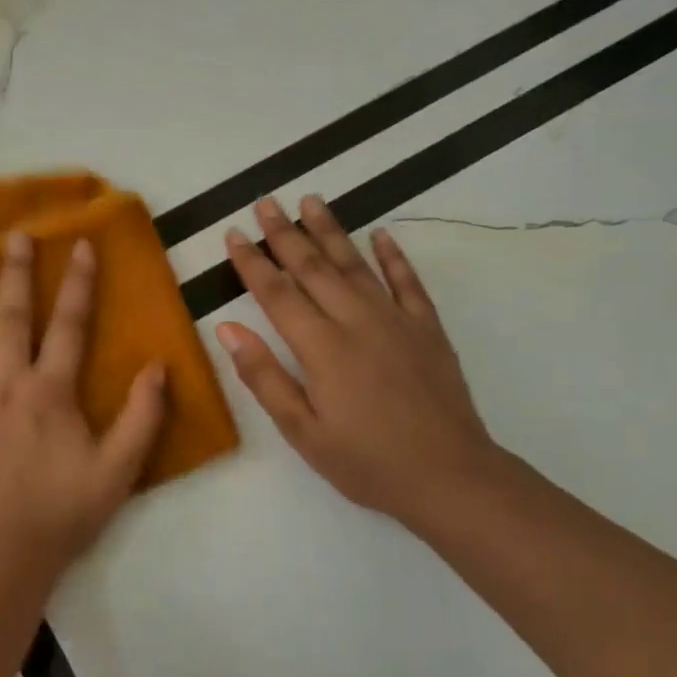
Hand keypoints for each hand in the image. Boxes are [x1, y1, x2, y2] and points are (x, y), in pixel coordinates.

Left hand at [0, 230, 168, 579]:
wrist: (1, 556)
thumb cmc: (62, 514)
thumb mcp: (119, 470)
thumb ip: (142, 416)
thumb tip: (159, 366)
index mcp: (50, 391)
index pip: (69, 325)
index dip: (78, 284)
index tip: (80, 245)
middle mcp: (5, 383)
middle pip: (11, 317)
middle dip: (15, 272)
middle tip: (14, 234)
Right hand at [215, 195, 502, 533]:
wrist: (449, 476)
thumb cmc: (366, 462)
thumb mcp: (302, 431)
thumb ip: (264, 376)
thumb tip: (227, 329)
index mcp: (321, 348)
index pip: (276, 294)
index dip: (252, 262)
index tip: (233, 234)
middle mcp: (356, 321)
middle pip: (313, 267)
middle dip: (285, 233)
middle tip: (266, 201)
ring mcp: (396, 320)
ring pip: (356, 264)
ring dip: (331, 230)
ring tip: (311, 200)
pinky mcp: (427, 329)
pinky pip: (407, 282)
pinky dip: (393, 256)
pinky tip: (381, 235)